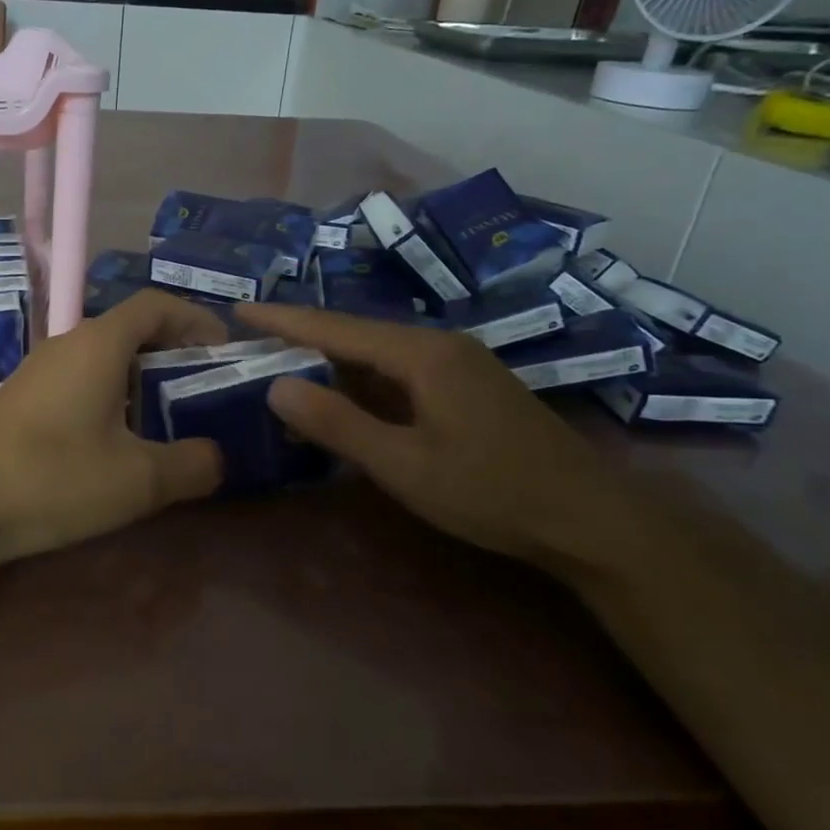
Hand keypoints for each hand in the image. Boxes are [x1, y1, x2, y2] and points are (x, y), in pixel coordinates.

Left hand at [0, 290, 228, 566]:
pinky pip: (81, 377)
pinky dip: (111, 393)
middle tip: (205, 389)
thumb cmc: (55, 479)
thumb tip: (217, 457)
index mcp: (99, 344)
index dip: (196, 319)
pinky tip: (118, 438)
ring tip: (169, 417)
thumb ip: (192, 465)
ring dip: (142, 376)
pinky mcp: (24, 395)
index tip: (224, 351)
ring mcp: (41, 368)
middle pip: (132, 328)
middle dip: (174, 351)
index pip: (157, 305)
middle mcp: (69, 343)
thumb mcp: (138, 480)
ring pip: (105, 356)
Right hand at [234, 303, 633, 569]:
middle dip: (302, 334)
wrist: (590, 520)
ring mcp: (458, 363)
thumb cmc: (492, 492)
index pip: (335, 327)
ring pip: (377, 350)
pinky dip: (361, 377)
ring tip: (283, 361)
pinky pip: (399, 369)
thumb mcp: (404, 465)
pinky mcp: (467, 385)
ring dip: (330, 357)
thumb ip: (337, 424)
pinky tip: (342, 392)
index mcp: (421, 353)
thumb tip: (276, 386)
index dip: (284, 319)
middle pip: (355, 332)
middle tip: (252, 340)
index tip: (239, 308)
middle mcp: (439, 344)